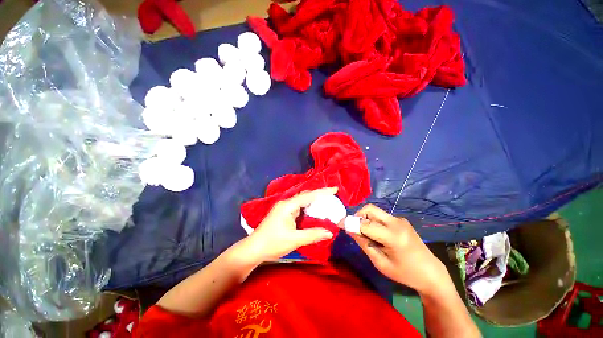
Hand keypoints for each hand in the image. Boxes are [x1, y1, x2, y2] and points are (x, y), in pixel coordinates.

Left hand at [241, 188, 337, 263]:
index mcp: (288, 206)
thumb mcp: (294, 240)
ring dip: (313, 203)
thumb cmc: (273, 243)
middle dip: (319, 196)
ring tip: (327, 204)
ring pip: (302, 202)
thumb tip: (330, 232)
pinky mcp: (283, 213)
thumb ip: (313, 235)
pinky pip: (299, 208)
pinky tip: (314, 213)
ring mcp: (284, 208)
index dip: (322, 192)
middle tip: (333, 198)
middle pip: (305, 196)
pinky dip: (308, 209)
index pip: (308, 196)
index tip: (335, 189)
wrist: (254, 249)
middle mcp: (286, 203)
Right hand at [350, 204, 449, 296]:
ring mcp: (400, 220)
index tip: (339, 223)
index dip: (350, 222)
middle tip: (354, 228)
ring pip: (375, 211)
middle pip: (370, 209)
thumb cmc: (405, 273)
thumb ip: (364, 243)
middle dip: (358, 215)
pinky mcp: (401, 220)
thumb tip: (350, 230)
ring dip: (366, 218)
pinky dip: (374, 221)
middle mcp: (396, 223)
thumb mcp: (380, 263)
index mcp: (393, 236)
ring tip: (366, 234)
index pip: (365, 224)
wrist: (431, 273)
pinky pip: (382, 216)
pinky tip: (378, 234)